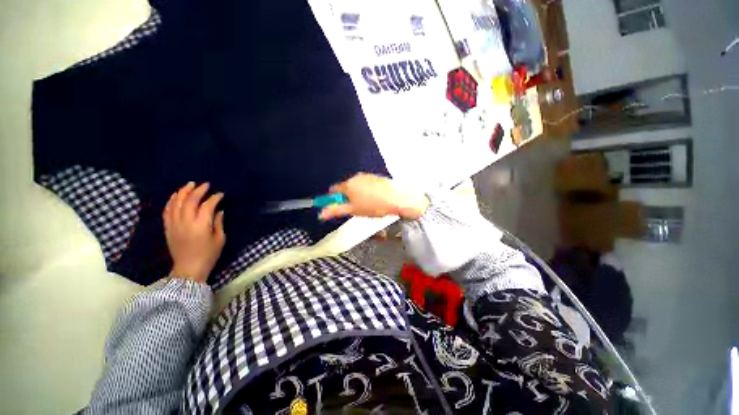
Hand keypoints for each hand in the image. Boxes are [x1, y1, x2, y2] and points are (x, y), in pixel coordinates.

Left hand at [163, 182, 225, 283]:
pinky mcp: (168, 228)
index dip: (214, 198)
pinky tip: (176, 196)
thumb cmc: (209, 254)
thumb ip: (218, 223)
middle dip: (198, 190)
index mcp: (201, 225)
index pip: (207, 205)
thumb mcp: (220, 239)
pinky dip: (171, 201)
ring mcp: (174, 224)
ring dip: (183, 192)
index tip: (221, 194)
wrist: (188, 269)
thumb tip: (219, 210)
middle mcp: (186, 222)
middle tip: (205, 185)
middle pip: (190, 201)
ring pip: (176, 203)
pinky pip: (167, 210)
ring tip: (189, 185)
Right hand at [319, 173, 429, 220]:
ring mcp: (366, 177)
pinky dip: (366, 192)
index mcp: (348, 185)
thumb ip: (336, 210)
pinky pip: (366, 186)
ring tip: (367, 206)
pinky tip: (374, 201)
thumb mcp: (353, 210)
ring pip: (356, 187)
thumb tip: (322, 213)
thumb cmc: (374, 205)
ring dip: (357, 196)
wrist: (396, 199)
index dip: (333, 200)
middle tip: (355, 209)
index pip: (333, 191)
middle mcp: (356, 178)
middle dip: (347, 198)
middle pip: (345, 189)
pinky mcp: (375, 178)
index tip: (338, 207)